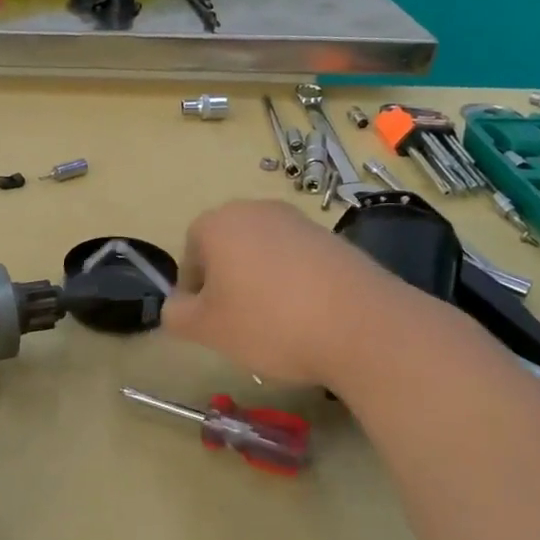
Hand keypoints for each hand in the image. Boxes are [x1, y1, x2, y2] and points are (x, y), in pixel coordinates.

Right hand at [161, 200, 380, 385]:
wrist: (362, 326)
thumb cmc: (268, 322)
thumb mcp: (206, 329)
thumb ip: (177, 314)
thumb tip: (178, 305)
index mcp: (219, 223)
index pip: (190, 251)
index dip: (194, 289)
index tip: (209, 320)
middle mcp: (258, 210)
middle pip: (228, 248)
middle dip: (227, 283)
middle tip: (238, 322)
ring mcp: (300, 222)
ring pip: (264, 255)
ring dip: (261, 284)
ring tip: (277, 324)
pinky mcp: (335, 240)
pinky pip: (298, 262)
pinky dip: (295, 285)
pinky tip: (308, 317)